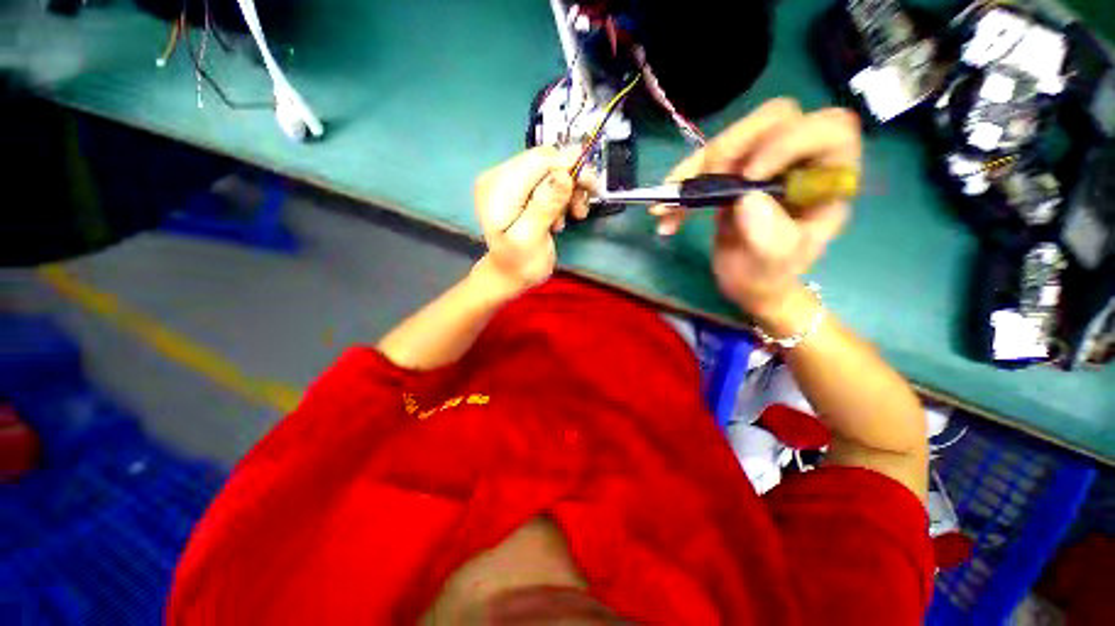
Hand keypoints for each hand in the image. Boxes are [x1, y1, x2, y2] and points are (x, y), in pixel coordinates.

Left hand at [474, 146, 595, 293]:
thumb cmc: (518, 263)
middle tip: (589, 198)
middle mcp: (501, 177)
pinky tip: (566, 215)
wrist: (510, 275)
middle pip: (546, 161)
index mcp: (497, 188)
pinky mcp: (524, 190)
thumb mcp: (530, 238)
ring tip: (577, 214)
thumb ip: (544, 206)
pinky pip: (552, 182)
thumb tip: (564, 174)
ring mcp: (513, 183)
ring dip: (571, 190)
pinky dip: (565, 195)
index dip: (568, 166)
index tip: (590, 185)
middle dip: (572, 179)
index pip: (537, 161)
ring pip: (553, 170)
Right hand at [651, 99, 860, 316]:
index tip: (749, 176)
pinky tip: (665, 210)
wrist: (747, 281)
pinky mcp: (733, 174)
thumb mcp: (774, 264)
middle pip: (774, 119)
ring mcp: (763, 164)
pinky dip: (681, 184)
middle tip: (706, 180)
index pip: (828, 130)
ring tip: (671, 202)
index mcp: (826, 179)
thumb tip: (746, 197)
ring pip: (735, 137)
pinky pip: (706, 163)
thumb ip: (771, 235)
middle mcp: (798, 161)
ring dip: (697, 166)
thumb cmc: (769, 275)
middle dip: (734, 145)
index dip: (789, 141)